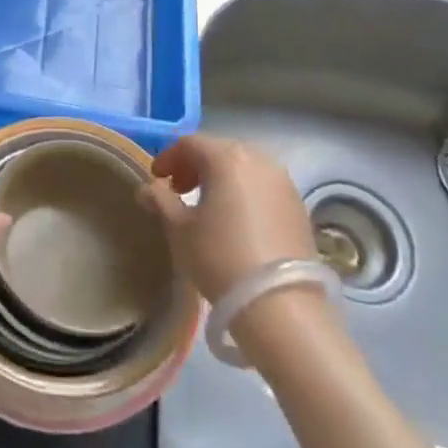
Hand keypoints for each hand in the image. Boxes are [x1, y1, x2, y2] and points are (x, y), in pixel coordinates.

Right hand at [136, 133, 316, 302]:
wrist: (280, 303)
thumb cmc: (220, 257)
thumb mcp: (180, 229)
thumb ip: (160, 201)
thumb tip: (148, 188)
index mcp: (227, 158)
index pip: (190, 143)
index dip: (169, 157)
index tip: (156, 179)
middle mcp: (259, 159)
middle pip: (220, 150)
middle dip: (195, 165)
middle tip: (179, 190)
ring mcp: (284, 181)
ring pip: (245, 166)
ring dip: (222, 177)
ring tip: (208, 205)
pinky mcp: (299, 205)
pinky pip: (264, 185)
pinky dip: (245, 191)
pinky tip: (236, 218)